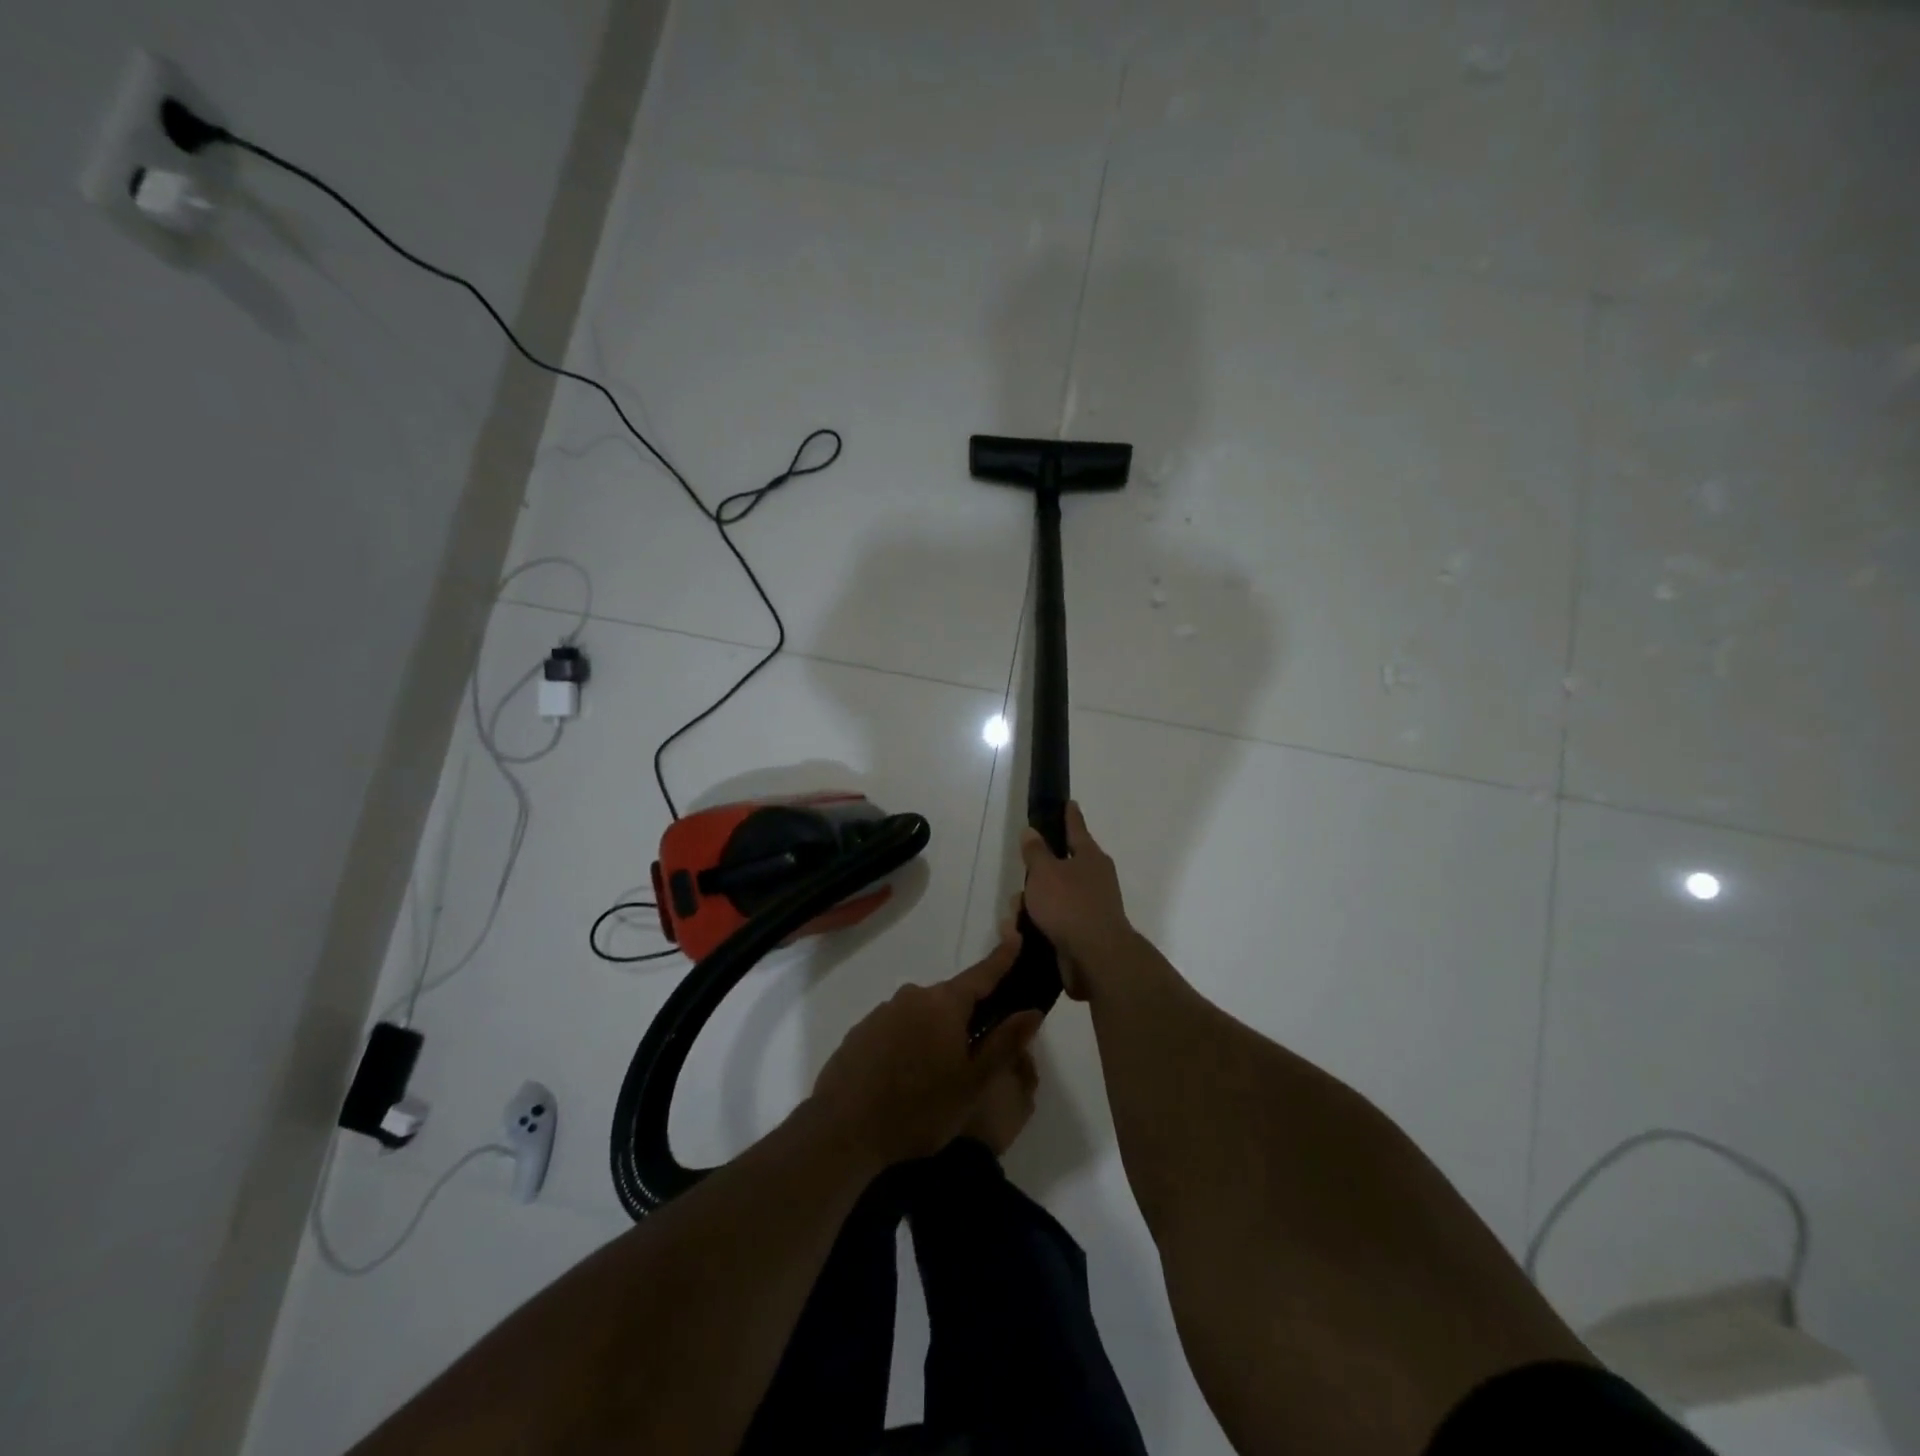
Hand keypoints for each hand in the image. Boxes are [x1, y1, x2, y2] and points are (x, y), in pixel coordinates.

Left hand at [811, 931, 1042, 1169]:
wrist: (843, 1129)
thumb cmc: (919, 1108)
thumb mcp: (973, 1083)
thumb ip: (1005, 1043)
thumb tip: (1032, 1012)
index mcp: (944, 1004)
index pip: (982, 974)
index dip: (1002, 957)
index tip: (1016, 935)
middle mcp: (913, 996)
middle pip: (951, 999)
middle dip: (967, 1017)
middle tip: (976, 1053)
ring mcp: (883, 1012)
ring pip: (922, 1015)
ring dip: (935, 1034)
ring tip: (936, 1077)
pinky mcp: (861, 1031)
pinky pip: (896, 1029)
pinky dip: (908, 1044)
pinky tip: (905, 1078)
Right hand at [1018, 801, 1134, 999]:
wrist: (1096, 958)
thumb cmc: (1069, 905)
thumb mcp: (1044, 872)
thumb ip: (1036, 852)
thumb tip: (1032, 831)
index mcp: (1090, 857)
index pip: (1076, 828)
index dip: (1069, 816)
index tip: (1068, 803)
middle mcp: (1095, 879)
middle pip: (1061, 867)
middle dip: (1038, 874)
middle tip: (1022, 878)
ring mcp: (1092, 907)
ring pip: (1055, 897)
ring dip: (1034, 904)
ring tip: (1014, 916)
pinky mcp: (1084, 934)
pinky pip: (1055, 921)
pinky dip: (1039, 924)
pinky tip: (1022, 933)